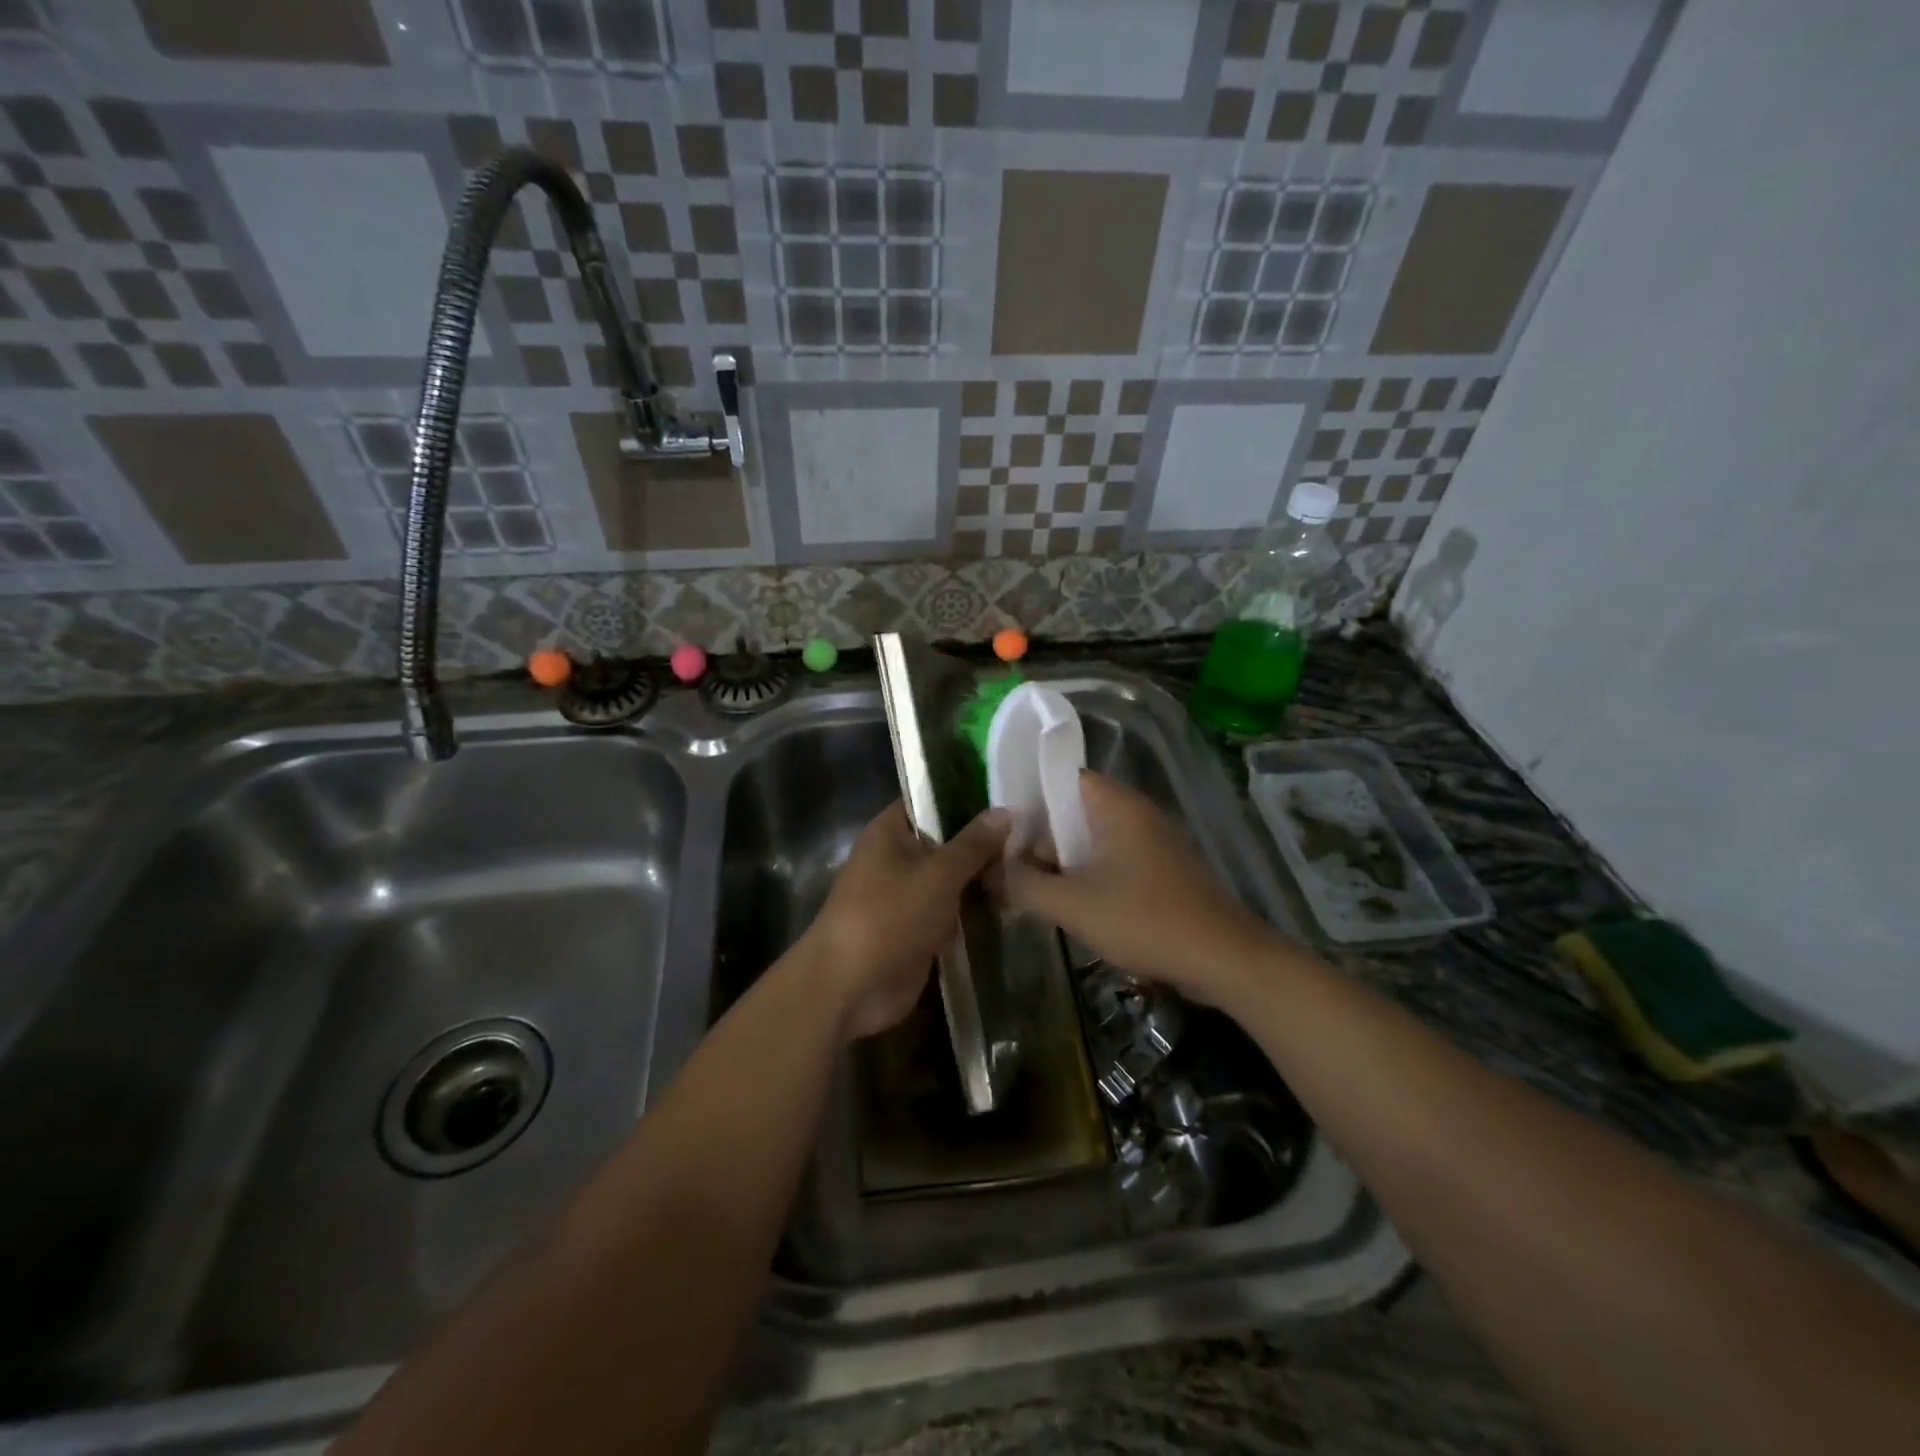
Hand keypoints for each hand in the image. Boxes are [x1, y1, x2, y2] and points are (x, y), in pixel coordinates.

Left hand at [803, 801, 1010, 1040]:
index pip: (930, 800)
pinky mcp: (917, 929)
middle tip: (1035, 832)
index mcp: (889, 832)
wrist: (850, 988)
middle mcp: (896, 858)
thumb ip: (973, 844)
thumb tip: (1006, 810)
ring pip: (951, 878)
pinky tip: (1015, 901)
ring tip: (1034, 864)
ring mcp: (906, 896)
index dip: (966, 795)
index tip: (1009, 792)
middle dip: (983, 840)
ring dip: (983, 877)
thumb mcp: (938, 874)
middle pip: (945, 840)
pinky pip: (951, 911)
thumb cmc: (888, 916)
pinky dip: (975, 909)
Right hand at [1003, 772, 1267, 1002]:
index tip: (1000, 829)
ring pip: (1092, 840)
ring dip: (1063, 863)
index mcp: (1116, 805)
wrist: (1223, 958)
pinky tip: (1072, 908)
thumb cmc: (1144, 919)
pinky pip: (1113, 861)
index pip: (1062, 777)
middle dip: (1041, 839)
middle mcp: (1135, 813)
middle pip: (1073, 811)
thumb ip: (1023, 885)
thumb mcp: (1072, 904)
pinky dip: (1089, 877)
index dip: (1027, 798)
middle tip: (1010, 870)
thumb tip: (988, 872)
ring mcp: (1152, 842)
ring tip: (1032, 892)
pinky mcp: (1161, 871)